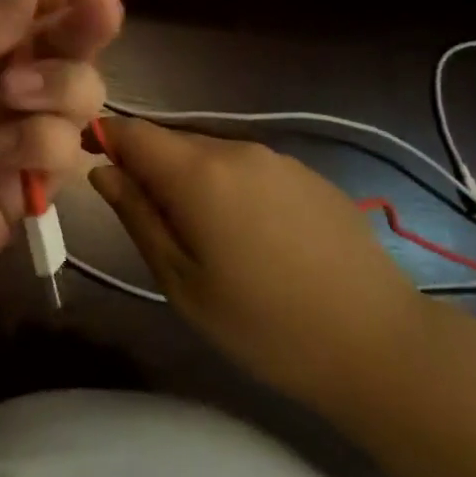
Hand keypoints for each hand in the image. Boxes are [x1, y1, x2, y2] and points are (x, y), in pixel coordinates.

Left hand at [0, 0, 129, 312]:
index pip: (33, 8)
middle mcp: (7, 81)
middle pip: (70, 46)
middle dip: (89, 26)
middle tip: (102, 13)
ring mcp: (22, 132)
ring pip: (81, 94)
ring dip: (56, 86)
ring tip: (10, 96)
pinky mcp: (33, 183)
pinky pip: (67, 151)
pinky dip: (38, 145)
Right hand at [88, 119, 426, 411]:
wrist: (380, 345)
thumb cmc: (264, 324)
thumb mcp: (182, 281)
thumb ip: (137, 216)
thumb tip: (102, 172)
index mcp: (198, 172)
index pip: (132, 131)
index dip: (106, 141)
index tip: (95, 170)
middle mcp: (236, 149)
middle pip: (171, 141)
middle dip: (149, 169)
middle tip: (152, 225)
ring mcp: (278, 159)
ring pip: (210, 154)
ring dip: (190, 180)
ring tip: (204, 238)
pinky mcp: (308, 175)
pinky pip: (248, 168)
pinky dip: (230, 188)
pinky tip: (252, 237)